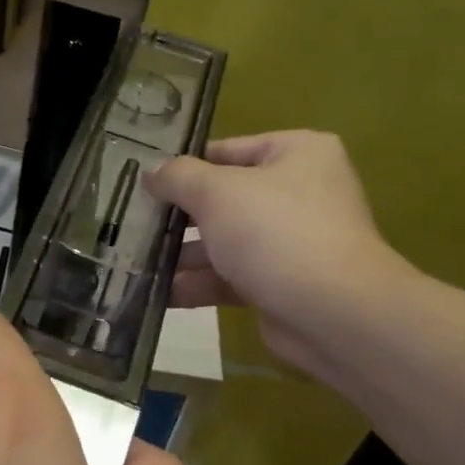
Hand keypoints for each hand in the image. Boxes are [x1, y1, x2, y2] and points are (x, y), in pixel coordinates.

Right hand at [146, 130, 411, 375]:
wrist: (333, 314)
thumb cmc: (276, 233)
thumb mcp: (217, 192)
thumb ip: (179, 177)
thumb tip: (151, 172)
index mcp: (296, 154)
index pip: (226, 150)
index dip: (183, 166)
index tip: (142, 182)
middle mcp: (298, 193)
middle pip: (223, 198)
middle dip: (178, 216)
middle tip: (131, 224)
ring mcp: (291, 241)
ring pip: (224, 241)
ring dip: (182, 255)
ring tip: (135, 263)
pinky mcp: (281, 284)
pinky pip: (231, 277)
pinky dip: (198, 285)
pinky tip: (158, 294)